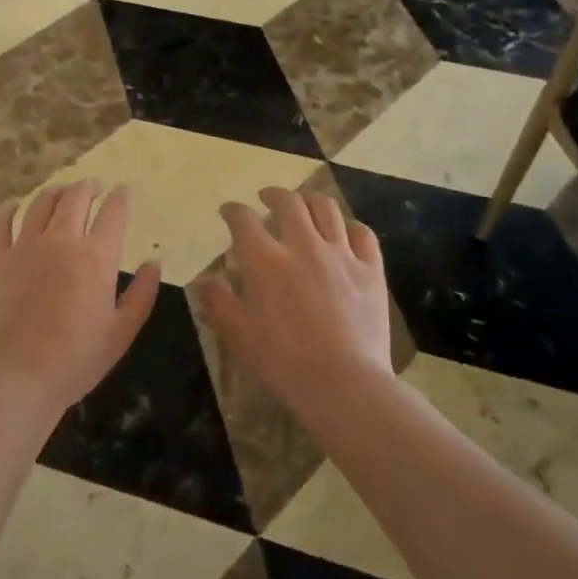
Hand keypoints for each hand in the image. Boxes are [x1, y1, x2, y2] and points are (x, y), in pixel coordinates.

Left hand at [0, 181, 160, 413]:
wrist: (16, 376)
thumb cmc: (75, 360)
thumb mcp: (121, 333)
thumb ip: (141, 295)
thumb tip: (153, 265)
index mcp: (96, 257)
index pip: (114, 213)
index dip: (121, 197)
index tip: (124, 191)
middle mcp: (61, 240)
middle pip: (76, 198)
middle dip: (88, 187)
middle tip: (93, 187)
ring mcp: (24, 245)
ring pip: (41, 203)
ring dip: (56, 192)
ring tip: (61, 192)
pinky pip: (1, 221)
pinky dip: (10, 207)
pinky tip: (15, 204)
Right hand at [200, 187, 392, 414]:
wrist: (345, 384)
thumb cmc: (284, 362)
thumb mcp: (239, 336)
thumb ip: (219, 303)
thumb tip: (207, 281)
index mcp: (265, 260)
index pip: (243, 219)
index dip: (233, 211)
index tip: (228, 212)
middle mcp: (303, 246)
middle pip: (288, 202)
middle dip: (273, 195)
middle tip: (266, 199)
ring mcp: (341, 255)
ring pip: (326, 209)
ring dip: (310, 201)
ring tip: (304, 205)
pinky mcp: (370, 270)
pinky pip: (362, 234)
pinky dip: (349, 226)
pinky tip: (344, 232)